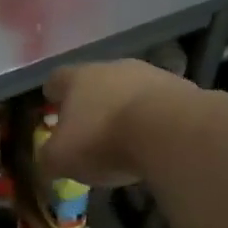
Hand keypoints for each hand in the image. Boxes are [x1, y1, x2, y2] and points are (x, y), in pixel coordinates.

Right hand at [40, 59, 199, 186]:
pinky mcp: (181, 89)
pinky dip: (152, 120)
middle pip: (95, 82)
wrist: (169, 131)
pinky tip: (153, 142)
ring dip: (124, 110)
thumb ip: (48, 158)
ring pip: (129, 91)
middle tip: (89, 130)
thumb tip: (47, 159)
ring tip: (124, 139)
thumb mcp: (61, 158)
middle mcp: (112, 67)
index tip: (52, 109)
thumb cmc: (103, 140)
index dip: (52, 95)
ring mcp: (150, 74)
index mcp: (77, 78)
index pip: (56, 80)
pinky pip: (158, 104)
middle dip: (91, 104)